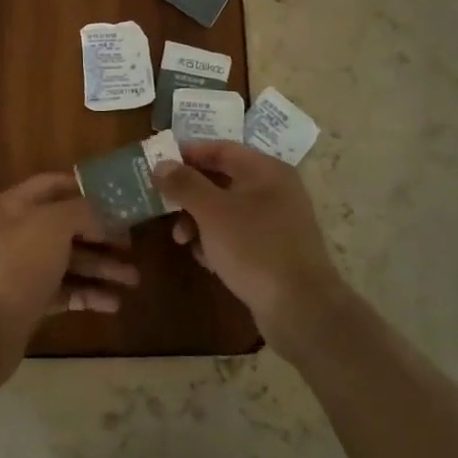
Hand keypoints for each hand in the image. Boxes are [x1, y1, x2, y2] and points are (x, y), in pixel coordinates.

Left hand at [0, 174, 136, 382]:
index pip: (54, 184)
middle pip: (67, 225)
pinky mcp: (28, 301)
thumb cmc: (17, 266)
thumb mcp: (53, 225)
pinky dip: (88, 294)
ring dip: (102, 267)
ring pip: (69, 260)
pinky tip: (113, 304)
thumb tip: (104, 212)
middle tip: (133, 244)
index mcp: (15, 205)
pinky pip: (64, 291)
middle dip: (102, 234)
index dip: (86, 189)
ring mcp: (22, 269)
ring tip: (133, 280)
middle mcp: (17, 232)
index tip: (120, 199)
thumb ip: (83, 211)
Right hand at [152, 142, 348, 355]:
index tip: (157, 165)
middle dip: (189, 194)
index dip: (187, 154)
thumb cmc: (254, 249)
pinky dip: (217, 242)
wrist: (301, 309)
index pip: (220, 149)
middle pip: (222, 179)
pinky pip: (238, 235)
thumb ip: (184, 184)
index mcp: (266, 171)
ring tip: (182, 241)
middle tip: (163, 206)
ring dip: (199, 221)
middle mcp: (275, 190)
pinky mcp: (274, 250)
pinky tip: (206, 261)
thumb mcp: (212, 212)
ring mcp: (277, 222)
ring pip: (227, 210)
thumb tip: (160, 163)